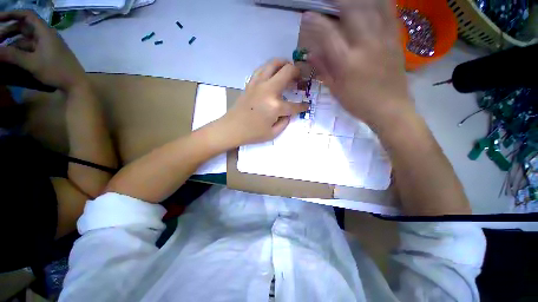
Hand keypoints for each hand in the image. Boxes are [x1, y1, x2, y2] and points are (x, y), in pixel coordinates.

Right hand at [0, 10, 87, 92]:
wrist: (77, 84)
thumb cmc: (56, 71)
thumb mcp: (31, 62)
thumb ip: (12, 56)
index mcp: (45, 32)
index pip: (27, 15)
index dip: (12, 14)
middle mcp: (47, 35)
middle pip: (24, 27)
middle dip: (8, 31)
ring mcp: (48, 45)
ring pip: (26, 39)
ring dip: (13, 43)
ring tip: (0, 51)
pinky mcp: (49, 54)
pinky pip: (31, 48)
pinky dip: (20, 50)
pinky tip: (11, 57)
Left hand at [219, 59, 308, 146]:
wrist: (232, 128)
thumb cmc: (252, 134)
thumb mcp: (273, 134)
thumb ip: (285, 122)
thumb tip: (289, 114)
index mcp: (275, 106)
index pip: (294, 105)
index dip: (302, 106)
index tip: (306, 105)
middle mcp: (268, 90)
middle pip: (287, 71)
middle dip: (297, 73)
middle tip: (300, 78)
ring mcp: (258, 84)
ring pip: (274, 64)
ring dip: (284, 64)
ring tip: (288, 70)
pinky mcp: (250, 83)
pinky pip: (262, 69)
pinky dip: (270, 68)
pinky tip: (273, 74)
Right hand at [302, 0, 413, 128]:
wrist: (390, 108)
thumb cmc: (358, 103)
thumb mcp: (336, 90)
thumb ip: (324, 70)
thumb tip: (311, 54)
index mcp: (347, 62)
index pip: (329, 35)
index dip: (316, 23)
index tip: (307, 15)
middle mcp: (366, 45)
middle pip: (352, 12)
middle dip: (338, 1)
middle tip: (328, 1)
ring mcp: (384, 40)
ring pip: (372, 7)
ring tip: (347, 0)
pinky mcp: (395, 40)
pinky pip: (390, 13)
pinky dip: (381, 2)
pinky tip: (373, 1)